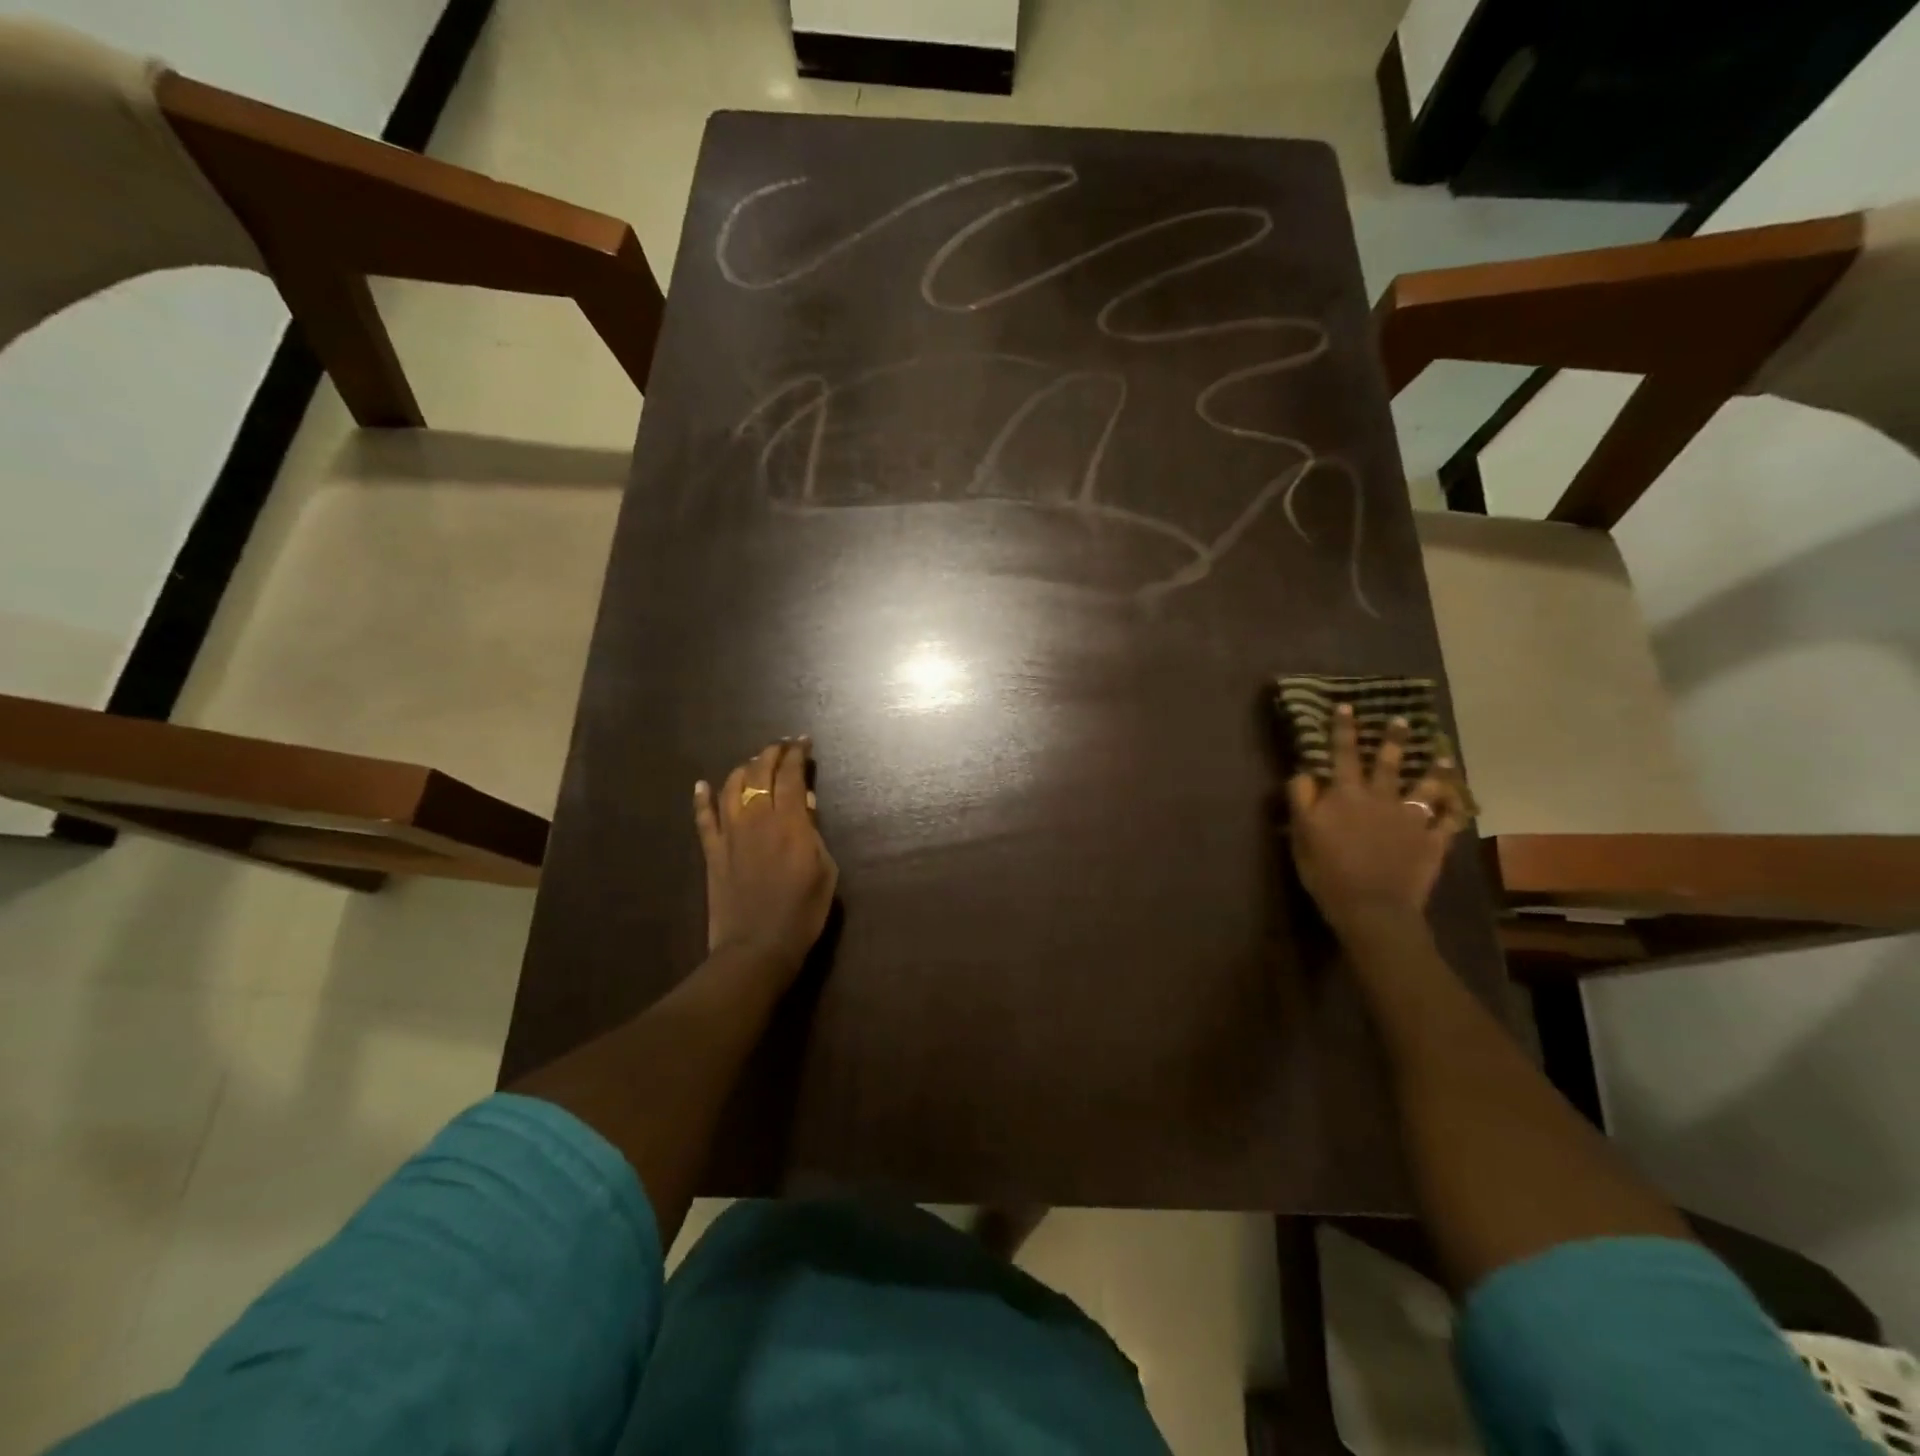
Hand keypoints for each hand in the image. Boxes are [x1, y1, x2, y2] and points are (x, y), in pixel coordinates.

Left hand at [694, 738, 838, 983]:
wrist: (757, 947)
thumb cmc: (802, 912)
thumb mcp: (825, 870)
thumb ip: (813, 833)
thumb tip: (805, 805)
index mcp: (789, 822)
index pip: (791, 776)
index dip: (797, 755)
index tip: (804, 743)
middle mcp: (756, 819)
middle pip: (759, 773)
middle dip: (772, 754)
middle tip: (783, 747)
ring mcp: (730, 834)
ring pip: (731, 787)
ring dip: (743, 769)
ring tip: (753, 764)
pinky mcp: (712, 852)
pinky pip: (703, 818)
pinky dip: (702, 798)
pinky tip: (702, 785)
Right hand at [1287, 705, 1468, 939]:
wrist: (1372, 908)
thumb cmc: (1327, 871)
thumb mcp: (1301, 833)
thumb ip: (1301, 799)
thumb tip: (1304, 772)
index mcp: (1346, 795)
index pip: (1343, 754)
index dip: (1343, 730)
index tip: (1346, 707)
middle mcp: (1381, 798)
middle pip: (1388, 763)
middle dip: (1393, 740)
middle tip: (1403, 720)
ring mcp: (1411, 819)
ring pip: (1425, 786)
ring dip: (1435, 770)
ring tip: (1444, 757)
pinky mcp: (1432, 841)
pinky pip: (1448, 821)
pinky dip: (1455, 809)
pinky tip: (1461, 802)